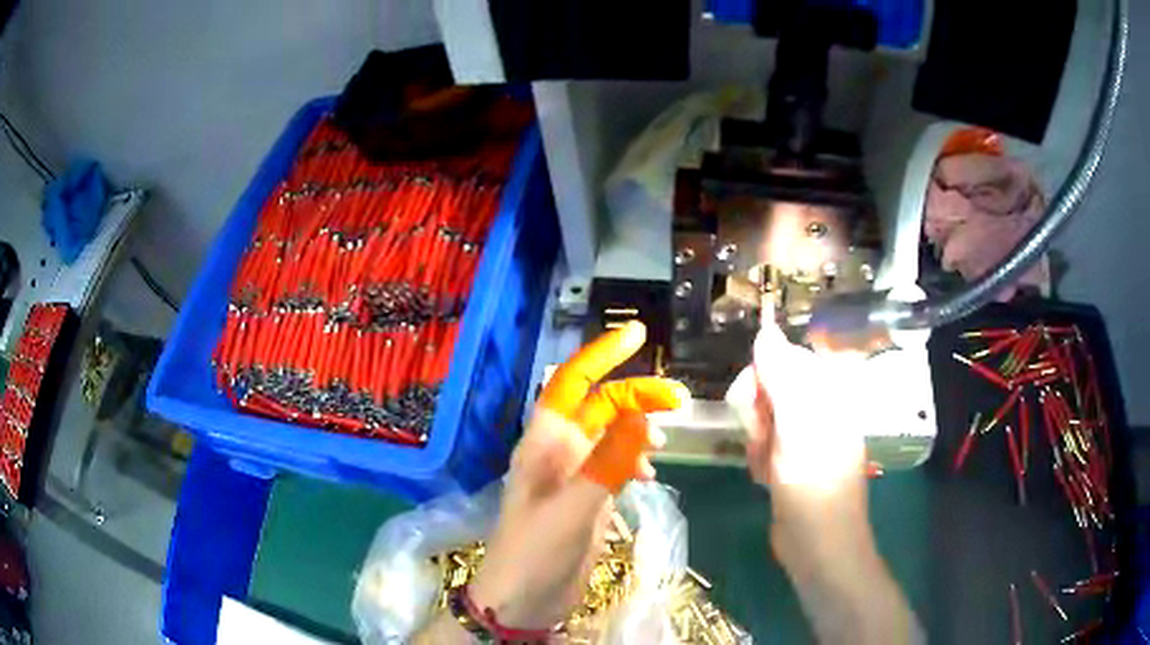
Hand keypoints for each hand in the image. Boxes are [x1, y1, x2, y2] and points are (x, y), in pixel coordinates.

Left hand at [469, 321, 687, 629]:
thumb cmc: (535, 551)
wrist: (523, 600)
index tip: (638, 335)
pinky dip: (637, 462)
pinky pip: (619, 465)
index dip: (601, 355)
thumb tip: (641, 414)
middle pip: (601, 408)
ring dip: (639, 432)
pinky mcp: (589, 498)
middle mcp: (559, 451)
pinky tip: (649, 476)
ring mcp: (576, 475)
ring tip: (661, 446)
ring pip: (613, 435)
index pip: (573, 383)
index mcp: (544, 442)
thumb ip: (607, 462)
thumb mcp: (572, 507)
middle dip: (636, 398)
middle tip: (677, 402)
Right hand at [729, 316, 870, 532]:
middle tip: (762, 441)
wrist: (819, 547)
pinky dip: (759, 459)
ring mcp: (804, 436)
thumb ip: (781, 377)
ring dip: (756, 441)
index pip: (783, 359)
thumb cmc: (813, 486)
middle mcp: (817, 409)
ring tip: (767, 467)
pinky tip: (766, 478)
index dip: (760, 378)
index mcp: (827, 393)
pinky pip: (764, 443)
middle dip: (756, 415)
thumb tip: (765, 330)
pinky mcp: (791, 460)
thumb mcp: (796, 427)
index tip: (750, 405)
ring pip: (762, 418)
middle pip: (770, 387)